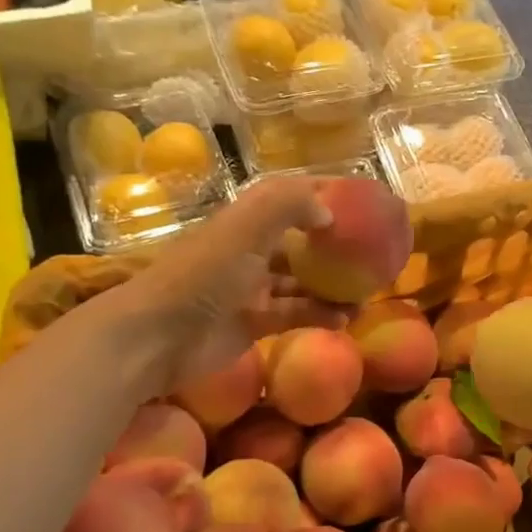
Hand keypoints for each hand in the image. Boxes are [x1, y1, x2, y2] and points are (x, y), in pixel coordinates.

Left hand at [101, 178, 345, 394]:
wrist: (159, 336)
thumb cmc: (204, 274)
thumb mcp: (246, 228)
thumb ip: (289, 206)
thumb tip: (328, 211)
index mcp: (245, 221)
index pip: (290, 197)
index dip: (323, 194)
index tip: (361, 199)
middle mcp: (249, 250)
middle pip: (299, 241)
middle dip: (333, 245)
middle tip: (372, 252)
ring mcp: (251, 289)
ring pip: (300, 282)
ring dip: (332, 286)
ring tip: (367, 292)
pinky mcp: (253, 323)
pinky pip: (295, 315)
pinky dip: (320, 315)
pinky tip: (346, 319)